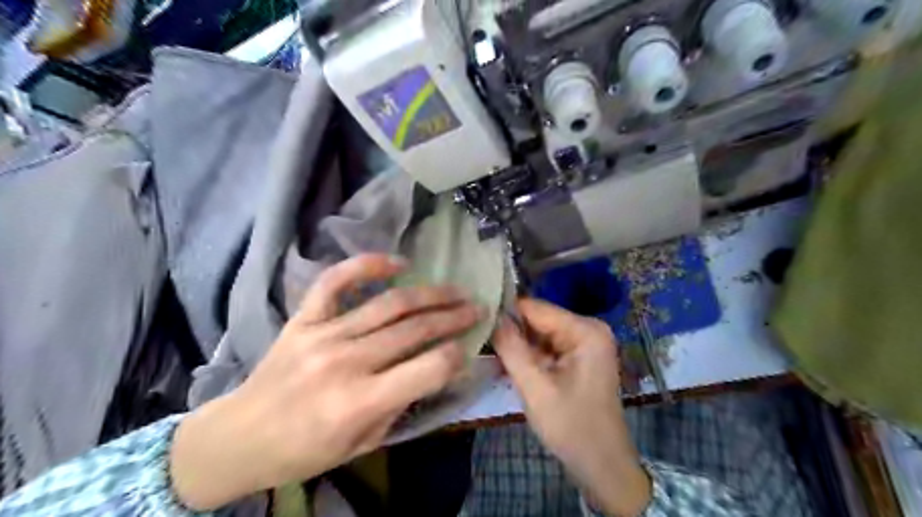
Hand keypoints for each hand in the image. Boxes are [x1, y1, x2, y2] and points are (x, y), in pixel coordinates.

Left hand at [169, 252, 482, 507]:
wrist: (239, 437)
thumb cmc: (304, 450)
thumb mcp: (363, 444)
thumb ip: (402, 404)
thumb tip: (436, 369)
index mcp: (360, 402)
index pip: (429, 368)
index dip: (457, 355)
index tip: (469, 347)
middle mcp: (346, 362)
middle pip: (415, 329)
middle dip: (454, 317)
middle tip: (477, 307)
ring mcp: (323, 333)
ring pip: (389, 304)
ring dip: (430, 294)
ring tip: (455, 289)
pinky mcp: (304, 318)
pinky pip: (336, 281)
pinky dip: (367, 266)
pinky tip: (397, 263)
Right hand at [494, 298, 650, 516]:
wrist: (602, 465)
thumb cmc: (571, 426)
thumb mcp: (535, 387)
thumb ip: (511, 348)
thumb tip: (491, 316)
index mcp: (585, 330)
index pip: (535, 308)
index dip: (504, 313)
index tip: (477, 322)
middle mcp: (588, 328)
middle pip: (538, 319)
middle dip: (510, 332)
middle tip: (480, 343)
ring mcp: (584, 342)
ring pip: (539, 334)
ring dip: (517, 346)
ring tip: (489, 355)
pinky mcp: (579, 356)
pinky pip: (546, 347)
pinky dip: (528, 356)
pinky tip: (507, 365)